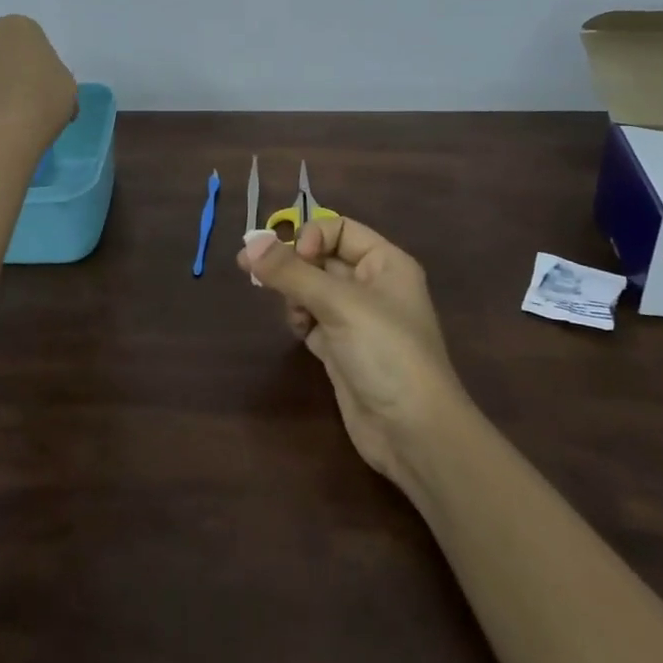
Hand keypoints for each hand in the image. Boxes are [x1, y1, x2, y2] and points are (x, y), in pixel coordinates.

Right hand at [240, 218, 468, 498]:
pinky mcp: (342, 349)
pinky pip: (312, 319)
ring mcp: (357, 320)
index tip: (293, 259)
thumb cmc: (386, 352)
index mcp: (386, 263)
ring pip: (312, 289)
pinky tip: (299, 330)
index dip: (313, 237)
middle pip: (322, 258)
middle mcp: (373, 286)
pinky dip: (300, 319)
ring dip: (294, 294)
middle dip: (293, 265)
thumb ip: (291, 272)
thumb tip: (249, 243)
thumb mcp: (339, 303)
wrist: (413, 433)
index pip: (340, 229)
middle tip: (255, 274)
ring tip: (292, 313)